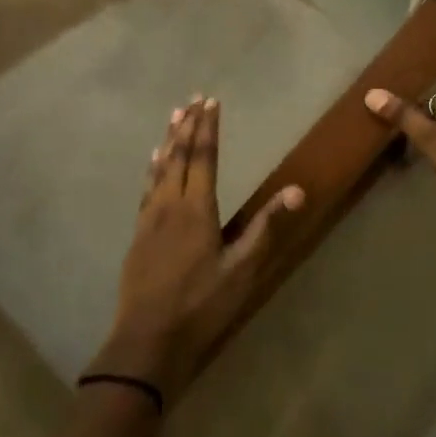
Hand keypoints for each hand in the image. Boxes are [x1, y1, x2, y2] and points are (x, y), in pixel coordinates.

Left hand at [90, 96, 304, 407]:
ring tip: (174, 116)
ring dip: (169, 140)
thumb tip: (297, 191)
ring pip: (159, 168)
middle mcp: (169, 204)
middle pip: (179, 156)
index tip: (211, 101)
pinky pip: (147, 187)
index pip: (204, 157)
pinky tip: (153, 163)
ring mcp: (149, 217)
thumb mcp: (241, 270)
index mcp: (196, 209)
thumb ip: (265, 227)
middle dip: (187, 125)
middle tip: (193, 98)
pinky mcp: (138, 233)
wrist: (148, 337)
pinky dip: (152, 168)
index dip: (208, 128)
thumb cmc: (201, 305)